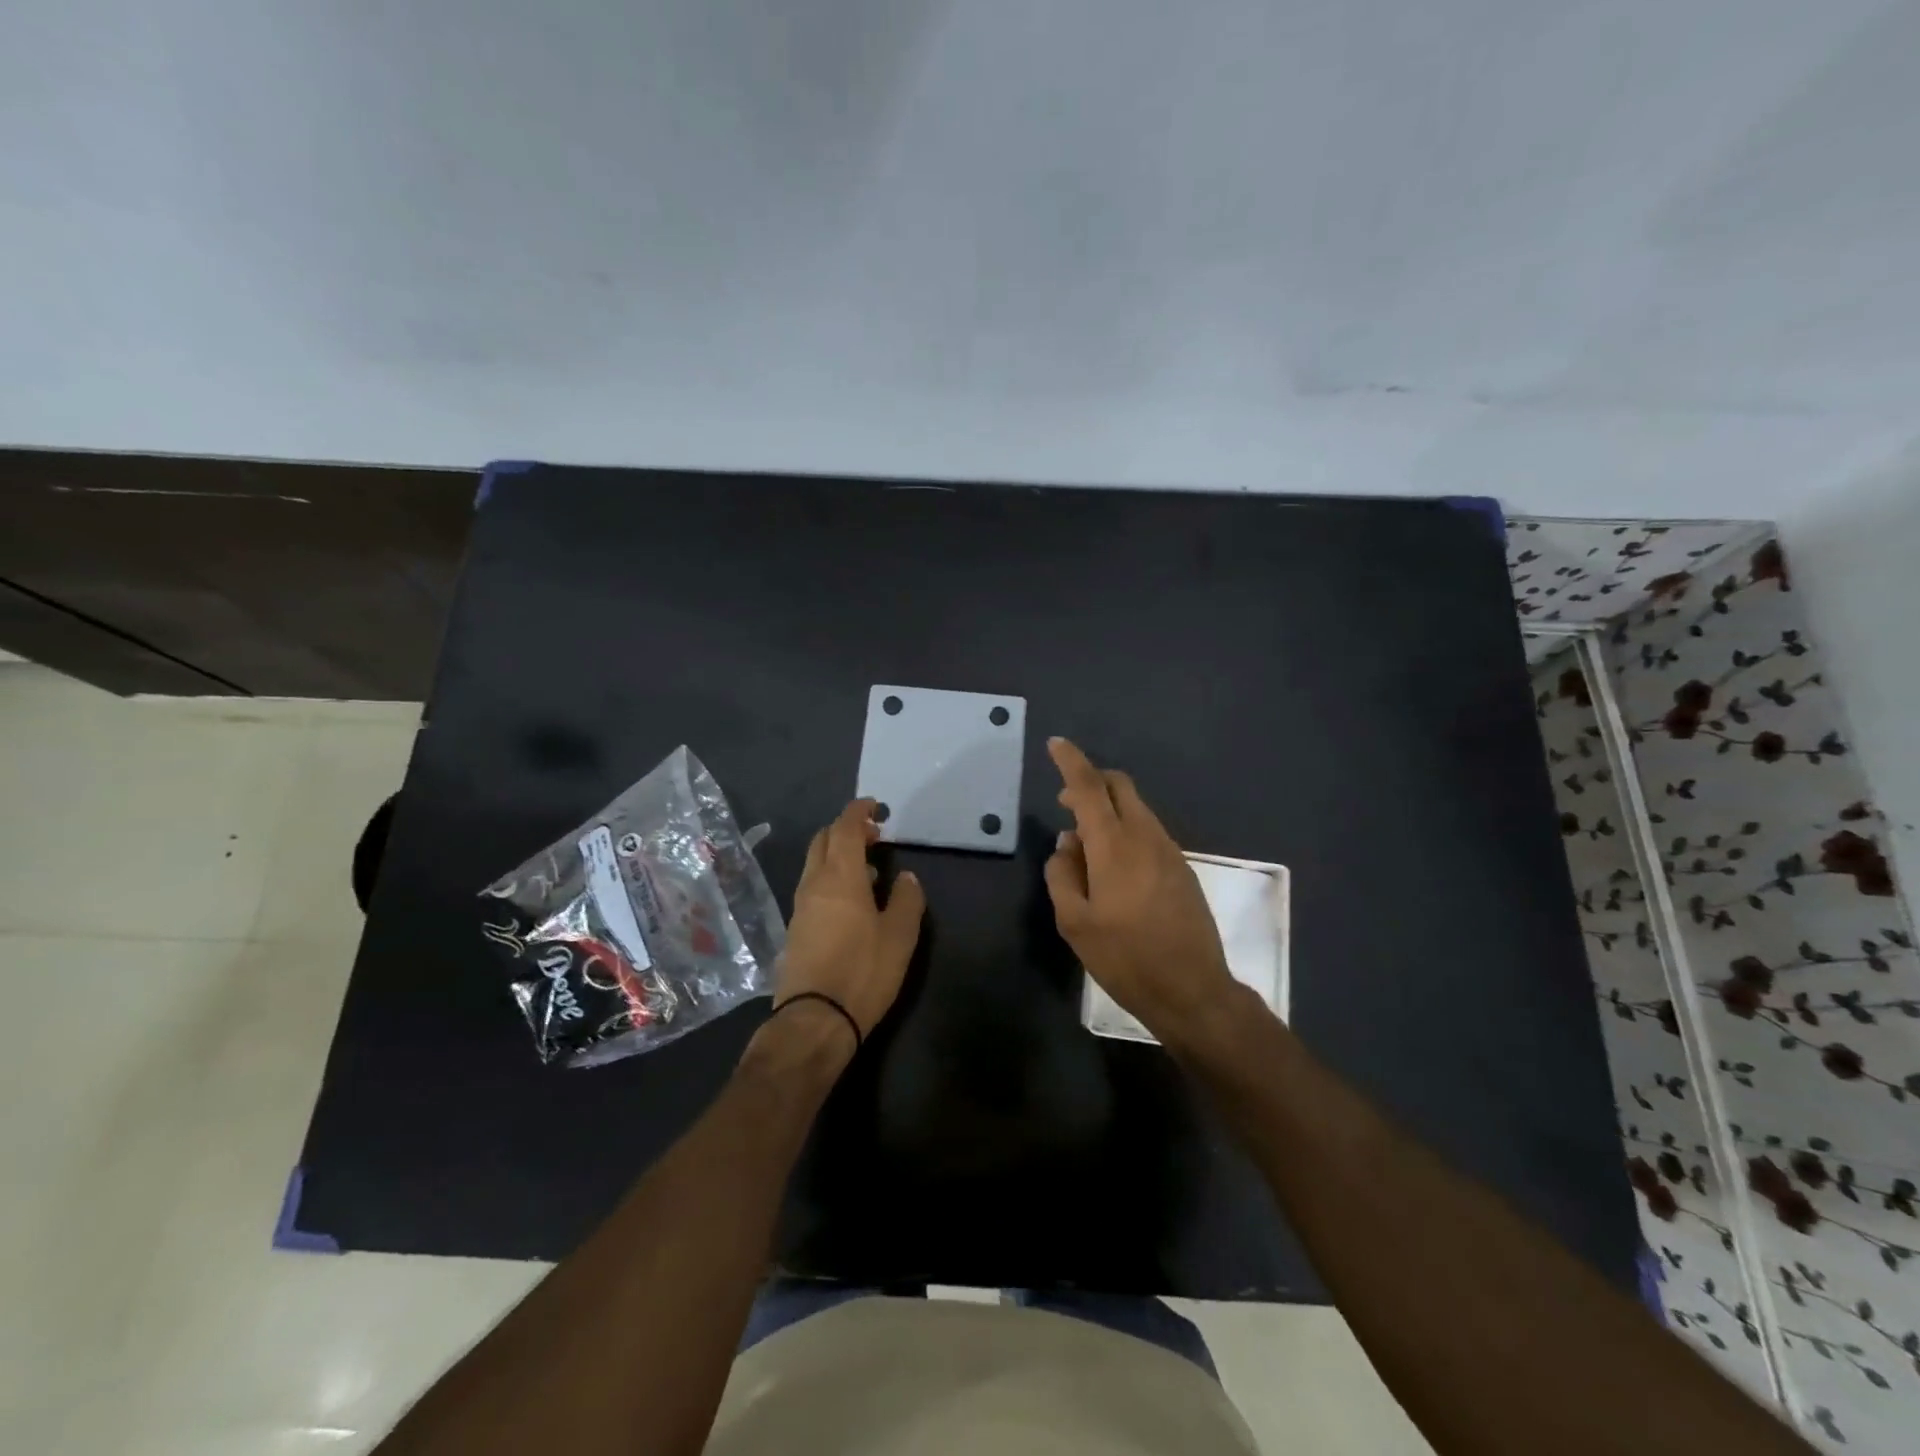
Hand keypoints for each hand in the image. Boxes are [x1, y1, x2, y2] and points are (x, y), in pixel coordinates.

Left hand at [774, 799, 925, 1044]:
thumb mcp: (900, 936)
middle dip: (846, 829)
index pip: (844, 828)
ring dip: (838, 855)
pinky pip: (813, 886)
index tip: (875, 807)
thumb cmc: (863, 971)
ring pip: (815, 864)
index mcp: (840, 876)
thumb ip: (906, 900)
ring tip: (868, 869)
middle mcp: (814, 884)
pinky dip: (831, 878)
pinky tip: (851, 901)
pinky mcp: (795, 928)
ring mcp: (800, 906)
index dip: (858, 811)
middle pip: (823, 840)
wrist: (814, 1020)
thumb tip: (905, 877)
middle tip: (874, 836)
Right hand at [1043, 737, 1238, 1049]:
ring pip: (1136, 807)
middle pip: (1119, 786)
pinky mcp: (1182, 867)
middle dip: (1091, 781)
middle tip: (1066, 803)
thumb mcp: (1075, 923)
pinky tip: (1113, 864)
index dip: (1071, 761)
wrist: (1192, 990)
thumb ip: (1062, 875)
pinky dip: (1126, 829)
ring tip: (1085, 843)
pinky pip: (1149, 830)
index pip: (1091, 787)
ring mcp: (1169, 850)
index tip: (1056, 744)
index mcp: (1115, 846)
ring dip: (1108, 808)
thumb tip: (1066, 844)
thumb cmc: (1126, 958)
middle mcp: (1145, 836)